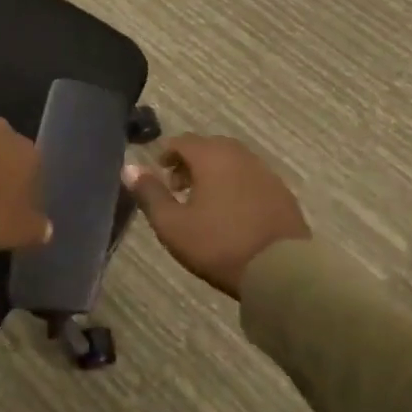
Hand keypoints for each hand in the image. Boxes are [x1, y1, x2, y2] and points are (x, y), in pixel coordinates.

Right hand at [124, 135, 308, 297]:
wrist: (281, 270)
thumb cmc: (219, 244)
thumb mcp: (173, 225)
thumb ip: (149, 193)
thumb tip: (129, 167)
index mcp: (212, 156)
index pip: (182, 141)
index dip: (166, 154)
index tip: (158, 173)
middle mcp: (240, 155)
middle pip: (209, 147)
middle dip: (190, 162)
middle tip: (178, 188)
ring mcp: (265, 172)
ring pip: (232, 162)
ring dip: (214, 174)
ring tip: (203, 202)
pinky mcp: (282, 193)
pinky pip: (251, 178)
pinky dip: (236, 185)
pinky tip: (232, 213)